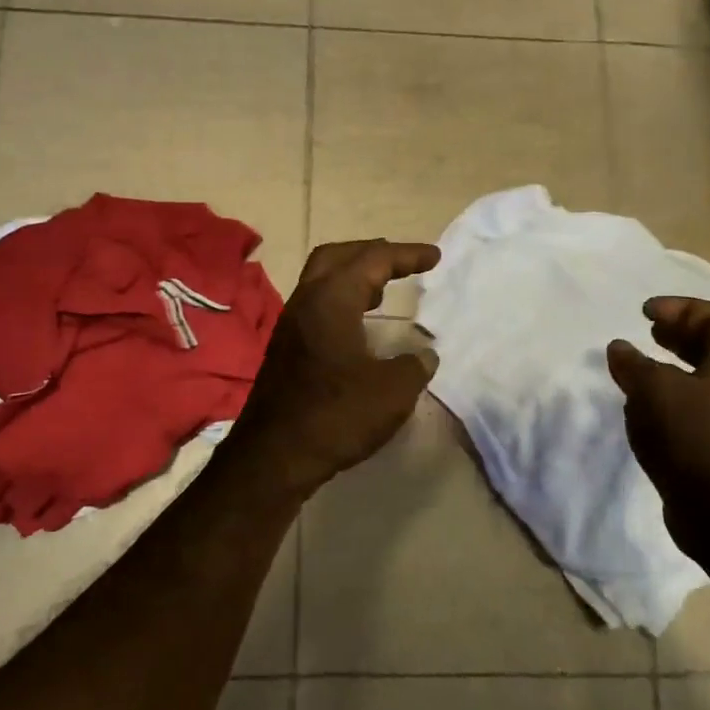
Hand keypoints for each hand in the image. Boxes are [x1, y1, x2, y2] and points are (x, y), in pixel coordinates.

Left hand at [229, 241, 441, 496]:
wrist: (274, 456)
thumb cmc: (336, 416)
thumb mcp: (392, 392)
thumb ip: (414, 366)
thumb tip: (424, 355)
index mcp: (332, 299)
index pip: (373, 259)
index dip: (407, 254)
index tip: (435, 256)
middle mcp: (306, 301)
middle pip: (337, 257)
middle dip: (371, 254)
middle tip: (400, 263)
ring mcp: (290, 325)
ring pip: (321, 281)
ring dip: (353, 278)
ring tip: (382, 291)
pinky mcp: (284, 349)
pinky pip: (315, 307)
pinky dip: (340, 302)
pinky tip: (357, 327)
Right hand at [606, 297, 709, 552]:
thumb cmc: (691, 437)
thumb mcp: (653, 391)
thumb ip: (634, 364)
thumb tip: (620, 349)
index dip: (682, 308)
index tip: (645, 313)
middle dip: (681, 333)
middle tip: (648, 331)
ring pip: (709, 375)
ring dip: (676, 364)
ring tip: (643, 365)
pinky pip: (703, 402)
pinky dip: (676, 392)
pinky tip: (649, 404)